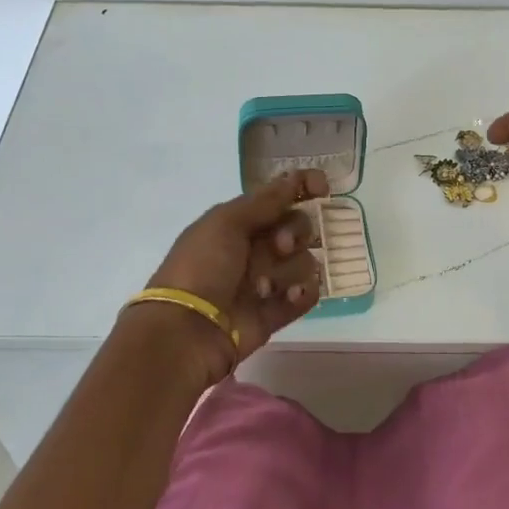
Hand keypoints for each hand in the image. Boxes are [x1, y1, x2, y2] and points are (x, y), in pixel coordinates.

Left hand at [143, 168, 328, 364]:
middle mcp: (254, 248)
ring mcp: (266, 281)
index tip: (322, 188)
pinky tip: (289, 297)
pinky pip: (305, 294)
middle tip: (280, 246)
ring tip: (262, 287)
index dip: (302, 188)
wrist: (186, 330)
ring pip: (304, 262)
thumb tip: (293, 178)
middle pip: (298, 228)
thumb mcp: (226, 223)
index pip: (279, 198)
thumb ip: (264, 201)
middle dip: (295, 233)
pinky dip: (301, 293)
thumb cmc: (201, 267)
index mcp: (239, 222)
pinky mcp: (275, 312)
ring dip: (288, 270)